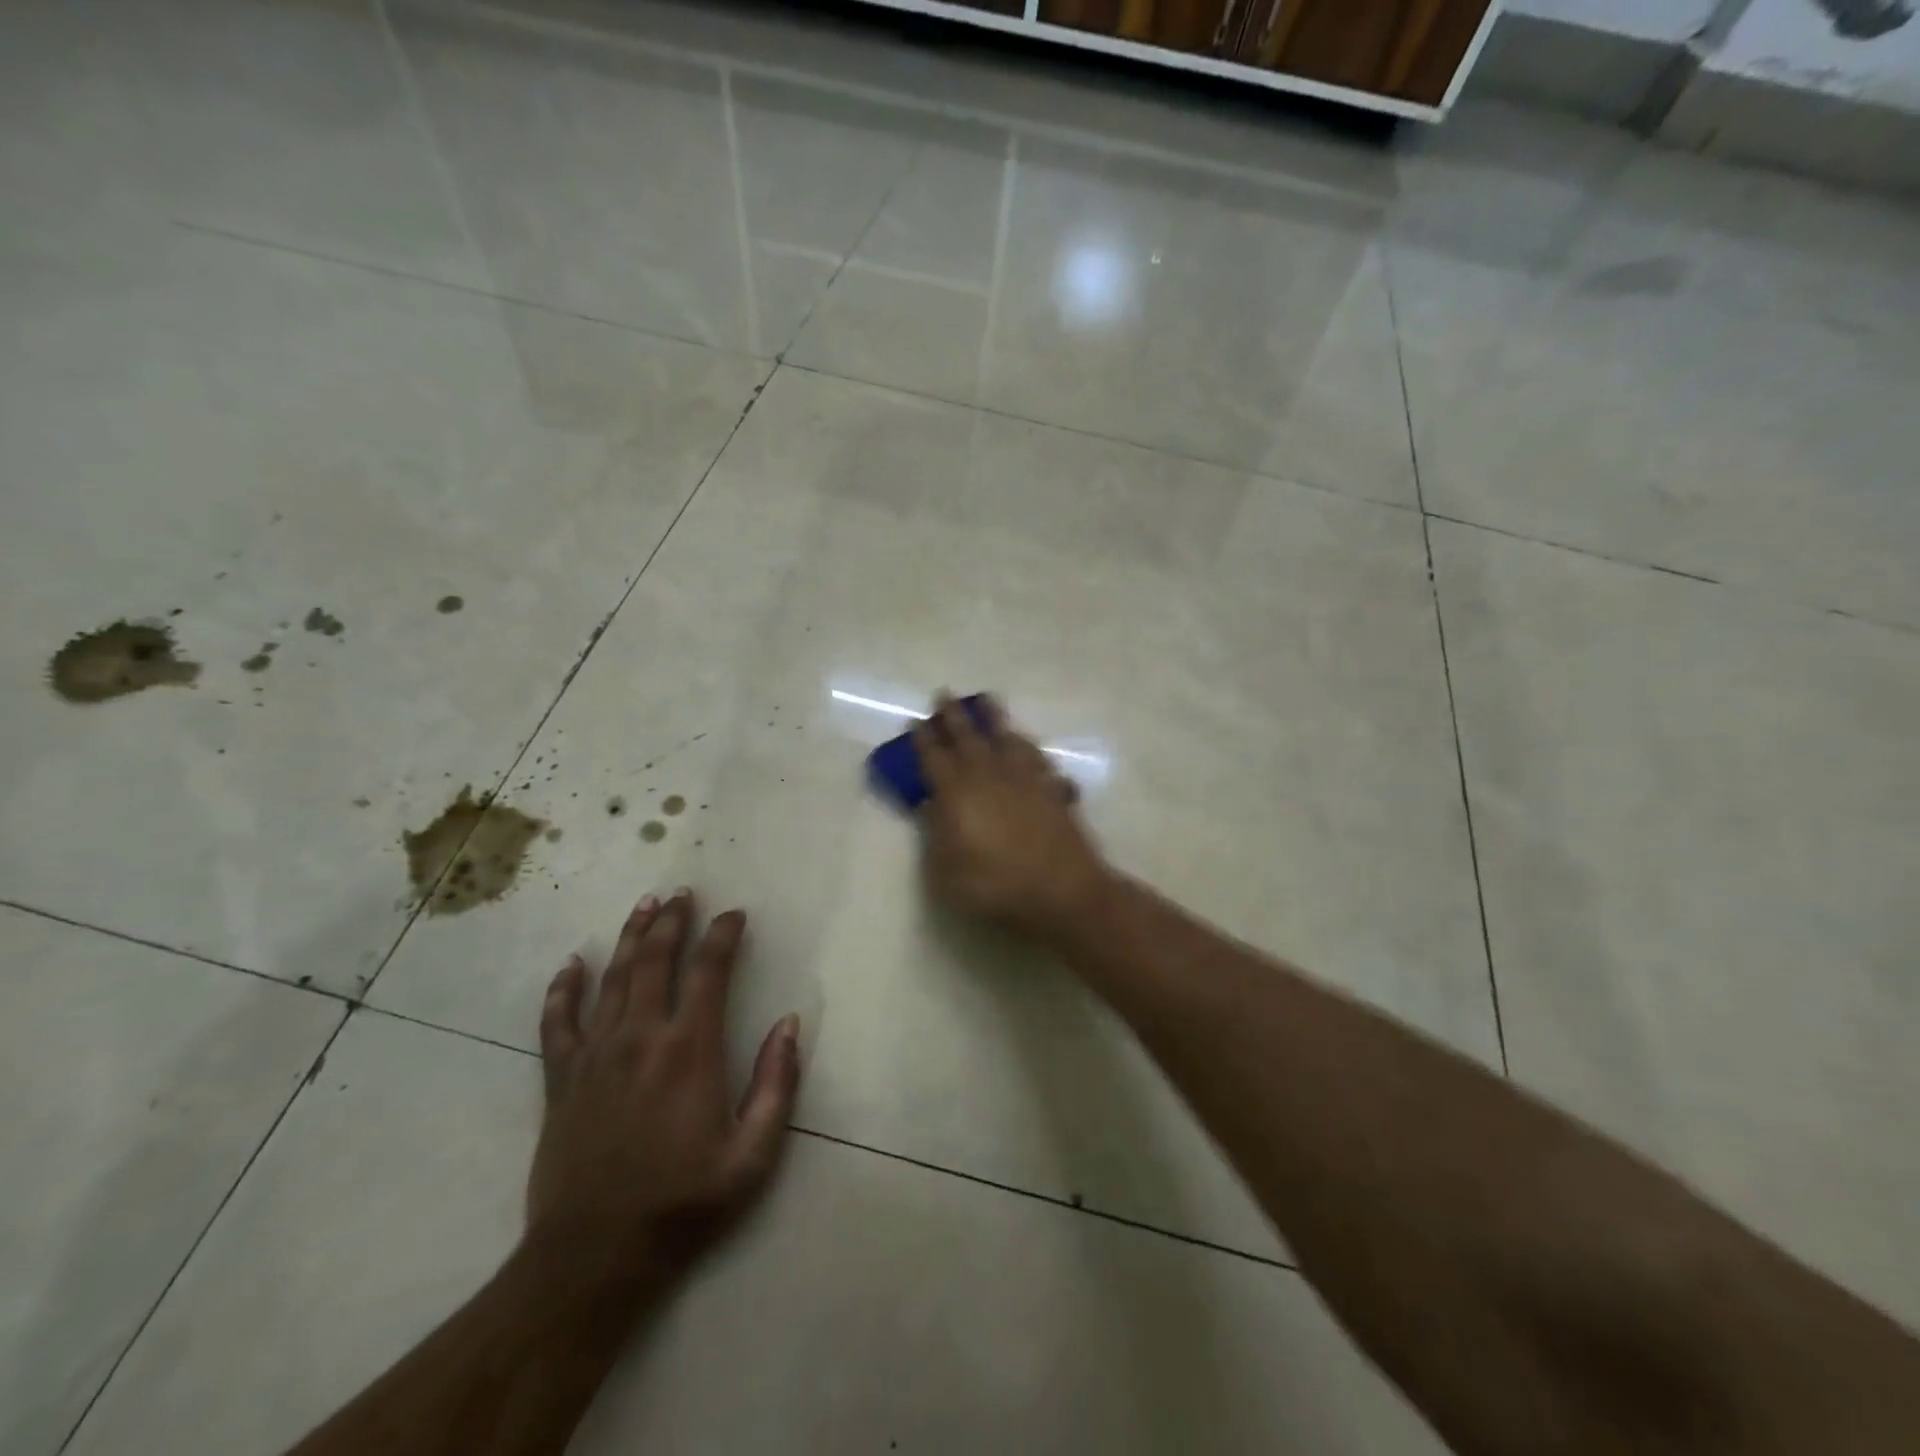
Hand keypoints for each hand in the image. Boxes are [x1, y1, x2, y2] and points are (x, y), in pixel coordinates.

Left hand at [526, 890, 800, 1289]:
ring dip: (631, 936)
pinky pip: (557, 1021)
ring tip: (645, 905)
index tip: (735, 914)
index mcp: (689, 1050)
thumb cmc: (682, 1204)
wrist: (594, 1257)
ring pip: (613, 978)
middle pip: (656, 960)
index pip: (709, 971)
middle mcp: (641, 1037)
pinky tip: (572, 964)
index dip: (724, 935)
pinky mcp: (562, 1079)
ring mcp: (595, 1055)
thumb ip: (776, 1085)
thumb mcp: (752, 1156)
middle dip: (674, 920)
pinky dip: (563, 988)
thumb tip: (789, 1024)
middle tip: (684, 893)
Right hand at [913, 694, 1110, 937]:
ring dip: (994, 717)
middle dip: (953, 714)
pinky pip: (1036, 756)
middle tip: (944, 693)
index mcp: (957, 793)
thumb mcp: (946, 871)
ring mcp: (1024, 778)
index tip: (915, 720)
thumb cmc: (995, 885)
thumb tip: (931, 805)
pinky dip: (1027, 745)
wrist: (1061, 890)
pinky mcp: (1051, 787)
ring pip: (1006, 737)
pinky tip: (1025, 742)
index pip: (933, 757)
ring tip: (987, 700)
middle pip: (967, 736)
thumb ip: (934, 835)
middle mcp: (989, 775)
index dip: (922, 739)